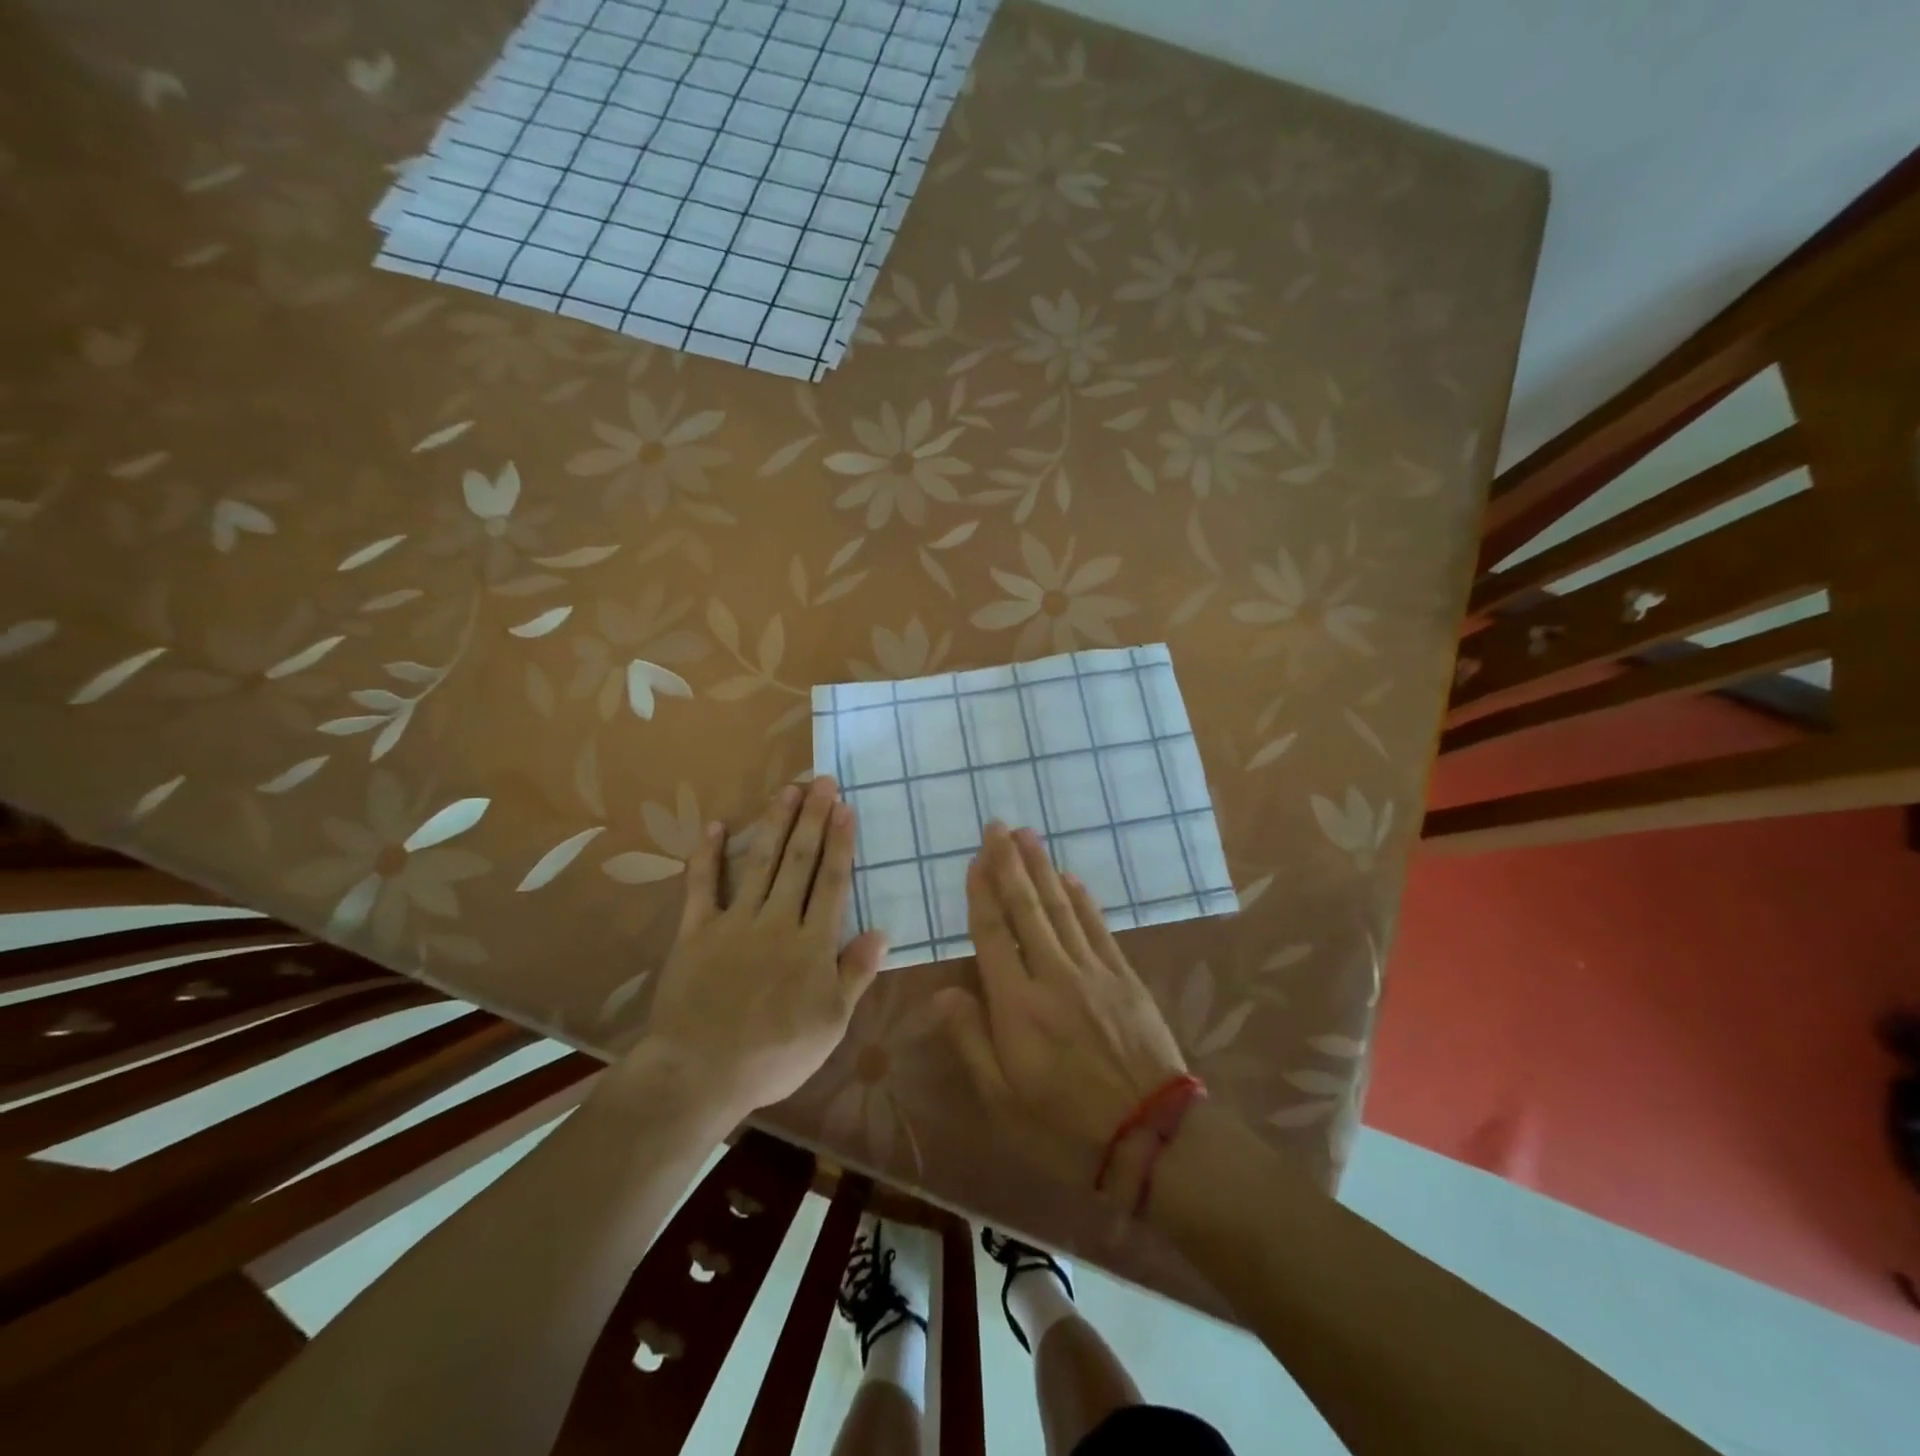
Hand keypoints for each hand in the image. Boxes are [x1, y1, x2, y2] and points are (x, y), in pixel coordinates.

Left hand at [636, 777, 887, 1119]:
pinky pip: (702, 886)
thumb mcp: (830, 1024)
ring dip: (774, 824)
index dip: (839, 842)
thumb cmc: (775, 1054)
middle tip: (821, 781)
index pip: (830, 882)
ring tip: (787, 790)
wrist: (700, 1073)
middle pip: (798, 861)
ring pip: (760, 863)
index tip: (845, 807)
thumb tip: (881, 932)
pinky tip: (716, 826)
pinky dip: (708, 855)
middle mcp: (775, 921)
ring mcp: (734, 922)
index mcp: (811, 943)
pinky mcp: (696, 931)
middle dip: (812, 819)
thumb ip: (854, 974)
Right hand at [937, 822, 1186, 1173]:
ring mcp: (1093, 972)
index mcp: (1017, 1006)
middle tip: (999, 825)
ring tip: (1027, 835)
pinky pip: (1098, 928)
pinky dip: (1082, 899)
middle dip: (1009, 864)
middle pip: (1026, 909)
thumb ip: (970, 1042)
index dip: (981, 893)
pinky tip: (1071, 878)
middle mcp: (1053, 976)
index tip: (975, 857)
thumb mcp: (1002, 1101)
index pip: (992, 935)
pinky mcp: (1124, 978)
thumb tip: (942, 993)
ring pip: (1062, 908)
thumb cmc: (1065, 1128)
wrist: (1152, 1139)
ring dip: (1042, 869)